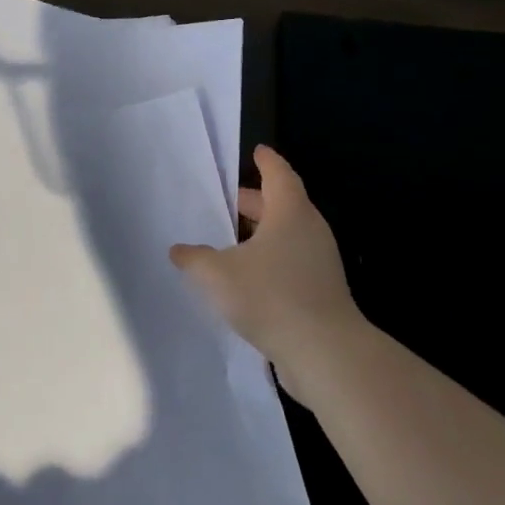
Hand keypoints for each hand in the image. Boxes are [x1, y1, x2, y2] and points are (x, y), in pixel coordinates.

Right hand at [169, 145, 361, 395]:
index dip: (266, 161)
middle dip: (255, 201)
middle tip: (227, 200)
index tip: (256, 151)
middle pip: (282, 204)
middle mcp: (310, 230)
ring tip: (229, 241)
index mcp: (290, 212)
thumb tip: (179, 250)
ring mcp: (320, 262)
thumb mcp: (217, 274)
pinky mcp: (322, 291)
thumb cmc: (271, 296)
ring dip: (261, 234)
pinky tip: (246, 278)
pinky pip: (292, 263)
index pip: (278, 174)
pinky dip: (270, 260)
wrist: (326, 353)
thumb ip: (195, 259)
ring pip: (287, 236)